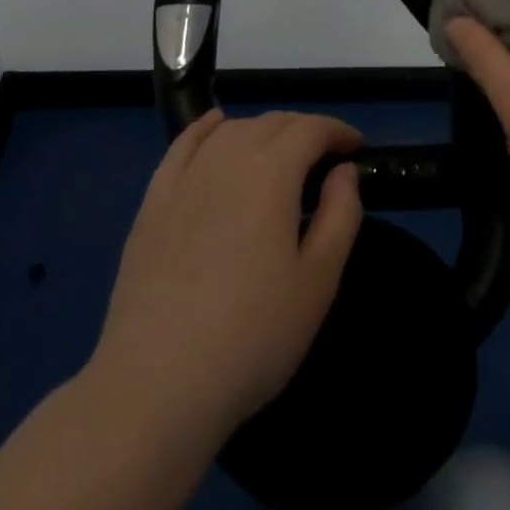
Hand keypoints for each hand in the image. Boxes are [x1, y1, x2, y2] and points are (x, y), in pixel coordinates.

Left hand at [93, 110, 363, 443]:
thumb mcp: (318, 282)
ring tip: (280, 153)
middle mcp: (227, 159)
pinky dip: (206, 127)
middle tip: (325, 159)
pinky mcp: (153, 203)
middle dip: (305, 130)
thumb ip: (341, 215)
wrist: (156, 386)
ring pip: (231, 130)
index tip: (356, 149)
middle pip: (272, 123)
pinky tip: (216, 125)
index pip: (311, 129)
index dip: (338, 132)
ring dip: (263, 130)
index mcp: (271, 173)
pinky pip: (183, 145)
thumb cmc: (252, 337)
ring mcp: (184, 179)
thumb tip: (343, 170)